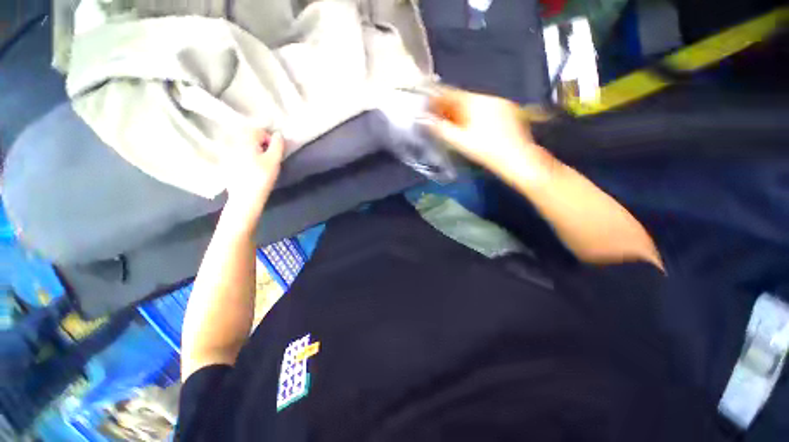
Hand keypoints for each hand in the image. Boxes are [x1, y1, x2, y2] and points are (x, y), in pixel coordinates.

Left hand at [222, 130, 284, 222]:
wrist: (245, 197)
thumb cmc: (262, 177)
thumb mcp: (274, 160)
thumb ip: (277, 145)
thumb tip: (278, 135)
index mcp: (245, 140)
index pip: (258, 130)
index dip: (269, 139)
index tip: (275, 151)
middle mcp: (233, 142)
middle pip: (249, 136)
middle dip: (260, 143)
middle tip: (268, 156)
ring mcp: (227, 153)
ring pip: (242, 145)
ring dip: (253, 150)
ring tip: (260, 162)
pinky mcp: (226, 163)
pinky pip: (237, 153)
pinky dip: (245, 156)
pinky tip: (250, 168)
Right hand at [428, 89, 554, 184]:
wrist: (517, 159)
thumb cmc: (485, 150)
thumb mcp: (459, 141)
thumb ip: (440, 129)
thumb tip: (424, 120)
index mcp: (476, 102)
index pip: (452, 94)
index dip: (438, 99)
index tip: (429, 106)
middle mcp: (489, 98)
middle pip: (463, 99)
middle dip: (450, 108)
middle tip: (440, 117)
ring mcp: (502, 104)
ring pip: (475, 105)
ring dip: (462, 112)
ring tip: (455, 124)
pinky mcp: (510, 112)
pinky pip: (487, 109)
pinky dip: (476, 115)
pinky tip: (474, 127)